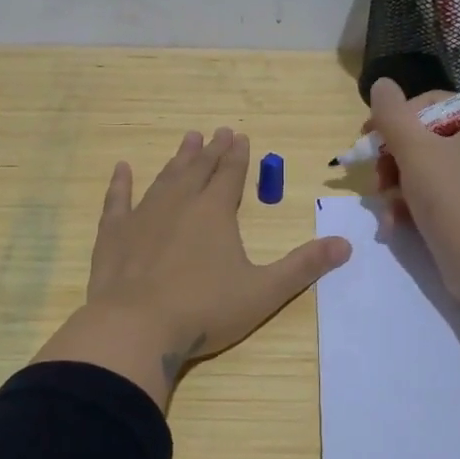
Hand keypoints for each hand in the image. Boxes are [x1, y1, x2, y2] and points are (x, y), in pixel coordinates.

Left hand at [32, 128, 352, 408]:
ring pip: (165, 178)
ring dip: (178, 159)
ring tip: (188, 139)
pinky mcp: (113, 234)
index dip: (238, 156)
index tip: (240, 136)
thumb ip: (303, 266)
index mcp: (215, 213)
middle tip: (218, 131)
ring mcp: (143, 216)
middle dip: (212, 150)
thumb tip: (346, 244)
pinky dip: (120, 183)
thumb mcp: (264, 291)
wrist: (135, 327)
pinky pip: (117, 200)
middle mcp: (180, 204)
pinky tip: (122, 168)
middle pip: (199, 170)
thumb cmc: (204, 310)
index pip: (231, 175)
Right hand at [368, 78, 459, 306]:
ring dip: (398, 184)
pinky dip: (415, 203)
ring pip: (429, 167)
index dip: (396, 120)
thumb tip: (381, 83)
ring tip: (384, 205)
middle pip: (428, 137)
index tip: (369, 140)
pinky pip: (440, 192)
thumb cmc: (452, 199)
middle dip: (394, 159)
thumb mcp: (414, 151)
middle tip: (375, 178)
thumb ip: (392, 114)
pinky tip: (395, 222)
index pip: (433, 105)